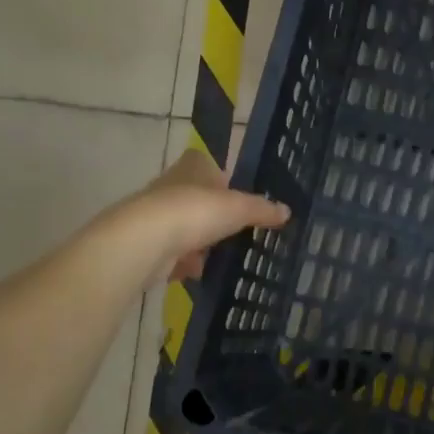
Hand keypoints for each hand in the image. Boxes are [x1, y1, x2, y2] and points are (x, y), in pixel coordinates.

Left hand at [108, 150, 290, 285]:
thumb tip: (286, 211)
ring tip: (222, 254)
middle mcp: (171, 185)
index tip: (233, 189)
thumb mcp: (239, 208)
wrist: (146, 241)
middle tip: (235, 227)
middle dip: (211, 213)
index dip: (218, 173)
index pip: (203, 160)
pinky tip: (199, 272)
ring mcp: (156, 215)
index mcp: (192, 167)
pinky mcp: (148, 244)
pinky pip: (172, 253)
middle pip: (194, 195)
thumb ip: (262, 209)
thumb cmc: (196, 211)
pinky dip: (184, 262)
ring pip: (183, 226)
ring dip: (198, 240)